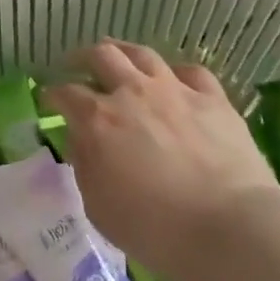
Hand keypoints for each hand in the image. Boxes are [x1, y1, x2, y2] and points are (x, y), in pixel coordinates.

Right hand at [42, 40, 278, 273]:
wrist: (230, 226)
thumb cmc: (154, 228)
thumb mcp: (98, 206)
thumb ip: (85, 166)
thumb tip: (84, 141)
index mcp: (97, 119)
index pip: (65, 94)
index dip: (52, 94)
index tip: (49, 100)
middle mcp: (132, 93)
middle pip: (102, 56)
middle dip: (82, 58)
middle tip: (76, 65)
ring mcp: (175, 91)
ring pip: (143, 54)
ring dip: (124, 52)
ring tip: (118, 57)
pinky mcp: (213, 100)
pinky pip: (190, 72)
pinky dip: (175, 73)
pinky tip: (173, 80)